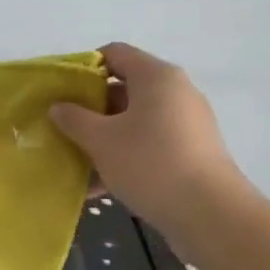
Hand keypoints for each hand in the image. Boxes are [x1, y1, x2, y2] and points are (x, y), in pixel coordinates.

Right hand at [50, 42, 251, 230]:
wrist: (211, 215)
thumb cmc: (150, 163)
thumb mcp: (101, 140)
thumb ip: (74, 119)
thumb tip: (58, 107)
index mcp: (156, 76)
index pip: (114, 53)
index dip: (84, 67)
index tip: (62, 92)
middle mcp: (175, 91)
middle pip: (124, 87)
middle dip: (91, 108)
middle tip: (66, 127)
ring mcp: (187, 122)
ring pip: (135, 119)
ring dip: (106, 136)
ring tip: (78, 160)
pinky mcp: (192, 151)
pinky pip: (150, 143)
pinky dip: (126, 155)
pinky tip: (100, 186)